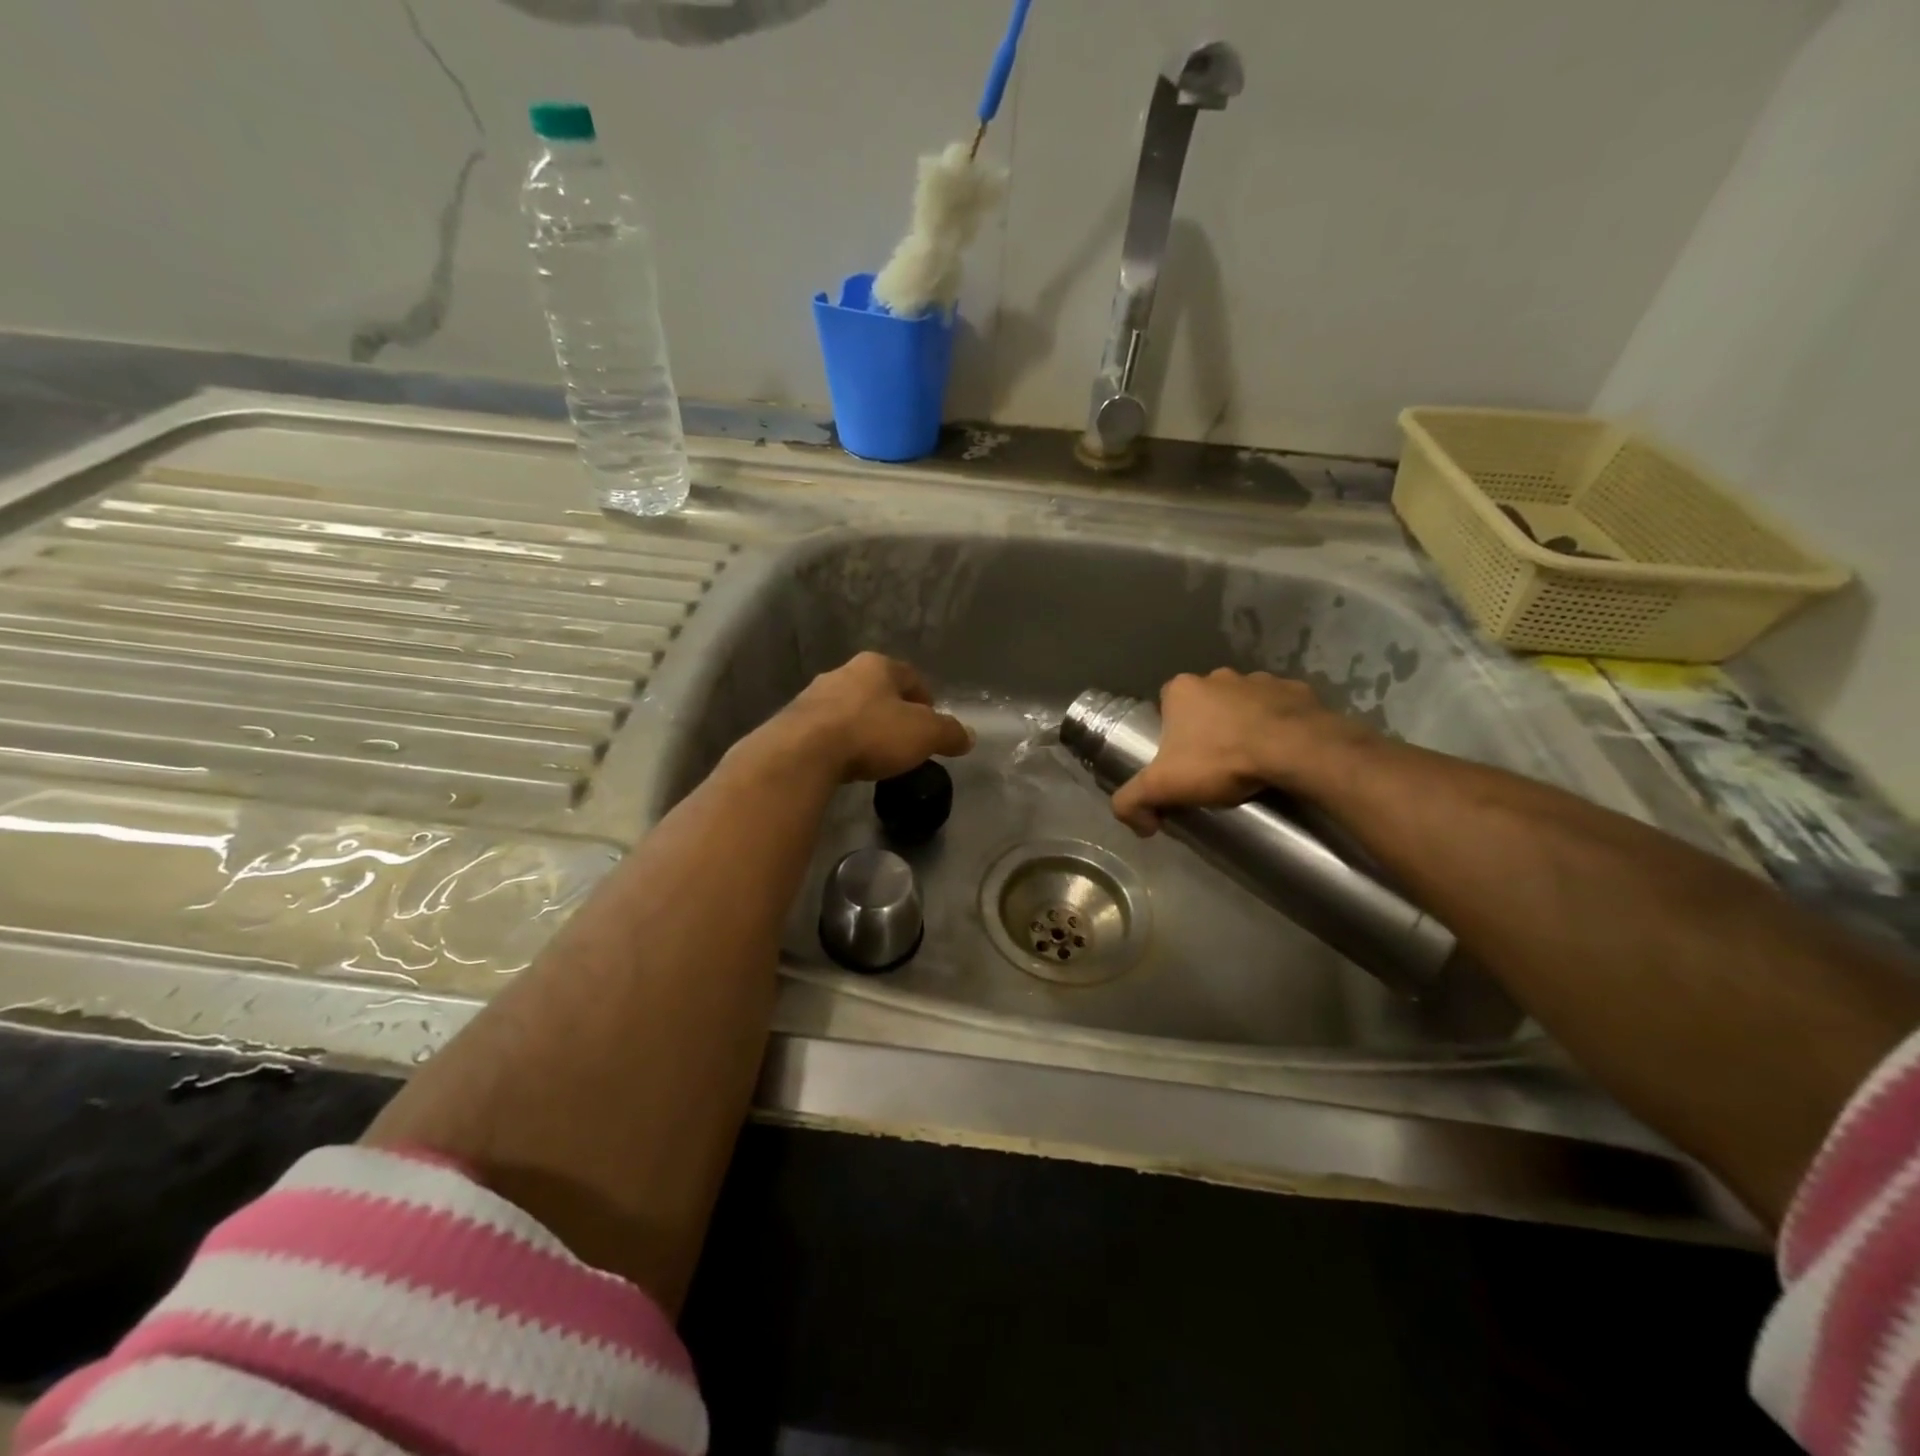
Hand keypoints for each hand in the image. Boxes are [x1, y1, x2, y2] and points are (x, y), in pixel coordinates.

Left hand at [756, 652, 973, 783]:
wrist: (804, 752)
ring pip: (849, 707)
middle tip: (904, 738)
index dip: (924, 698)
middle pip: (877, 690)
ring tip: (873, 752)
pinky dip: (839, 740)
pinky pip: (826, 729)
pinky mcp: (792, 721)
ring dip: (862, 725)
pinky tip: (844, 760)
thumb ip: (948, 733)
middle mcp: (843, 672)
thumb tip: (968, 736)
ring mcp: (813, 695)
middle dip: (892, 711)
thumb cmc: (872, 733)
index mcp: (877, 665)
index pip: (910, 676)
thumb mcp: (924, 734)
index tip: (931, 721)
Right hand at [1110, 669, 1374, 834]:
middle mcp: (1218, 676)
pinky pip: (1281, 708)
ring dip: (1244, 726)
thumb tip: (1138, 825)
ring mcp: (1260, 679)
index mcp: (1182, 689)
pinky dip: (1279, 726)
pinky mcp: (1297, 690)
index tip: (1181, 763)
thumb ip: (1132, 802)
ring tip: (1251, 761)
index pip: (1166, 709)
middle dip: (1208, 730)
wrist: (1295, 751)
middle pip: (1205, 706)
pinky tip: (1281, 753)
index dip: (1171, 735)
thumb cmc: (1221, 760)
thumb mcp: (1162, 787)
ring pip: (1244, 705)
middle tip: (1215, 766)